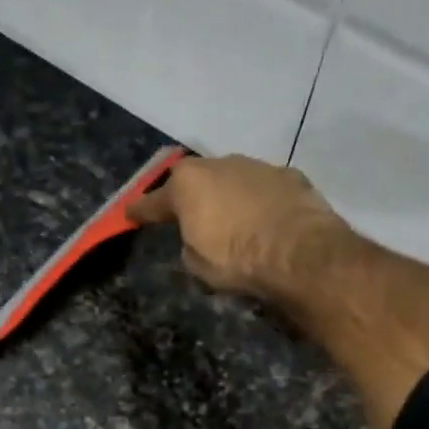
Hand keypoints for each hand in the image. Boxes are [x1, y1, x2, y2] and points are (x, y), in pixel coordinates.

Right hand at [128, 154, 351, 302]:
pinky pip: (263, 189)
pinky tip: (266, 220)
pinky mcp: (288, 175)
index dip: (140, 211)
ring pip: (232, 179)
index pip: (154, 201)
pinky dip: (259, 202)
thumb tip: (197, 238)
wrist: (299, 252)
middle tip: (189, 215)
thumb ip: (189, 245)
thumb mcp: (198, 264)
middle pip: (195, 180)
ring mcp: (256, 165)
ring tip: (232, 221)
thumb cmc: (237, 259)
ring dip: (227, 196)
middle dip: (190, 196)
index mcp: (187, 185)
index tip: (129, 214)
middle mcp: (218, 165)